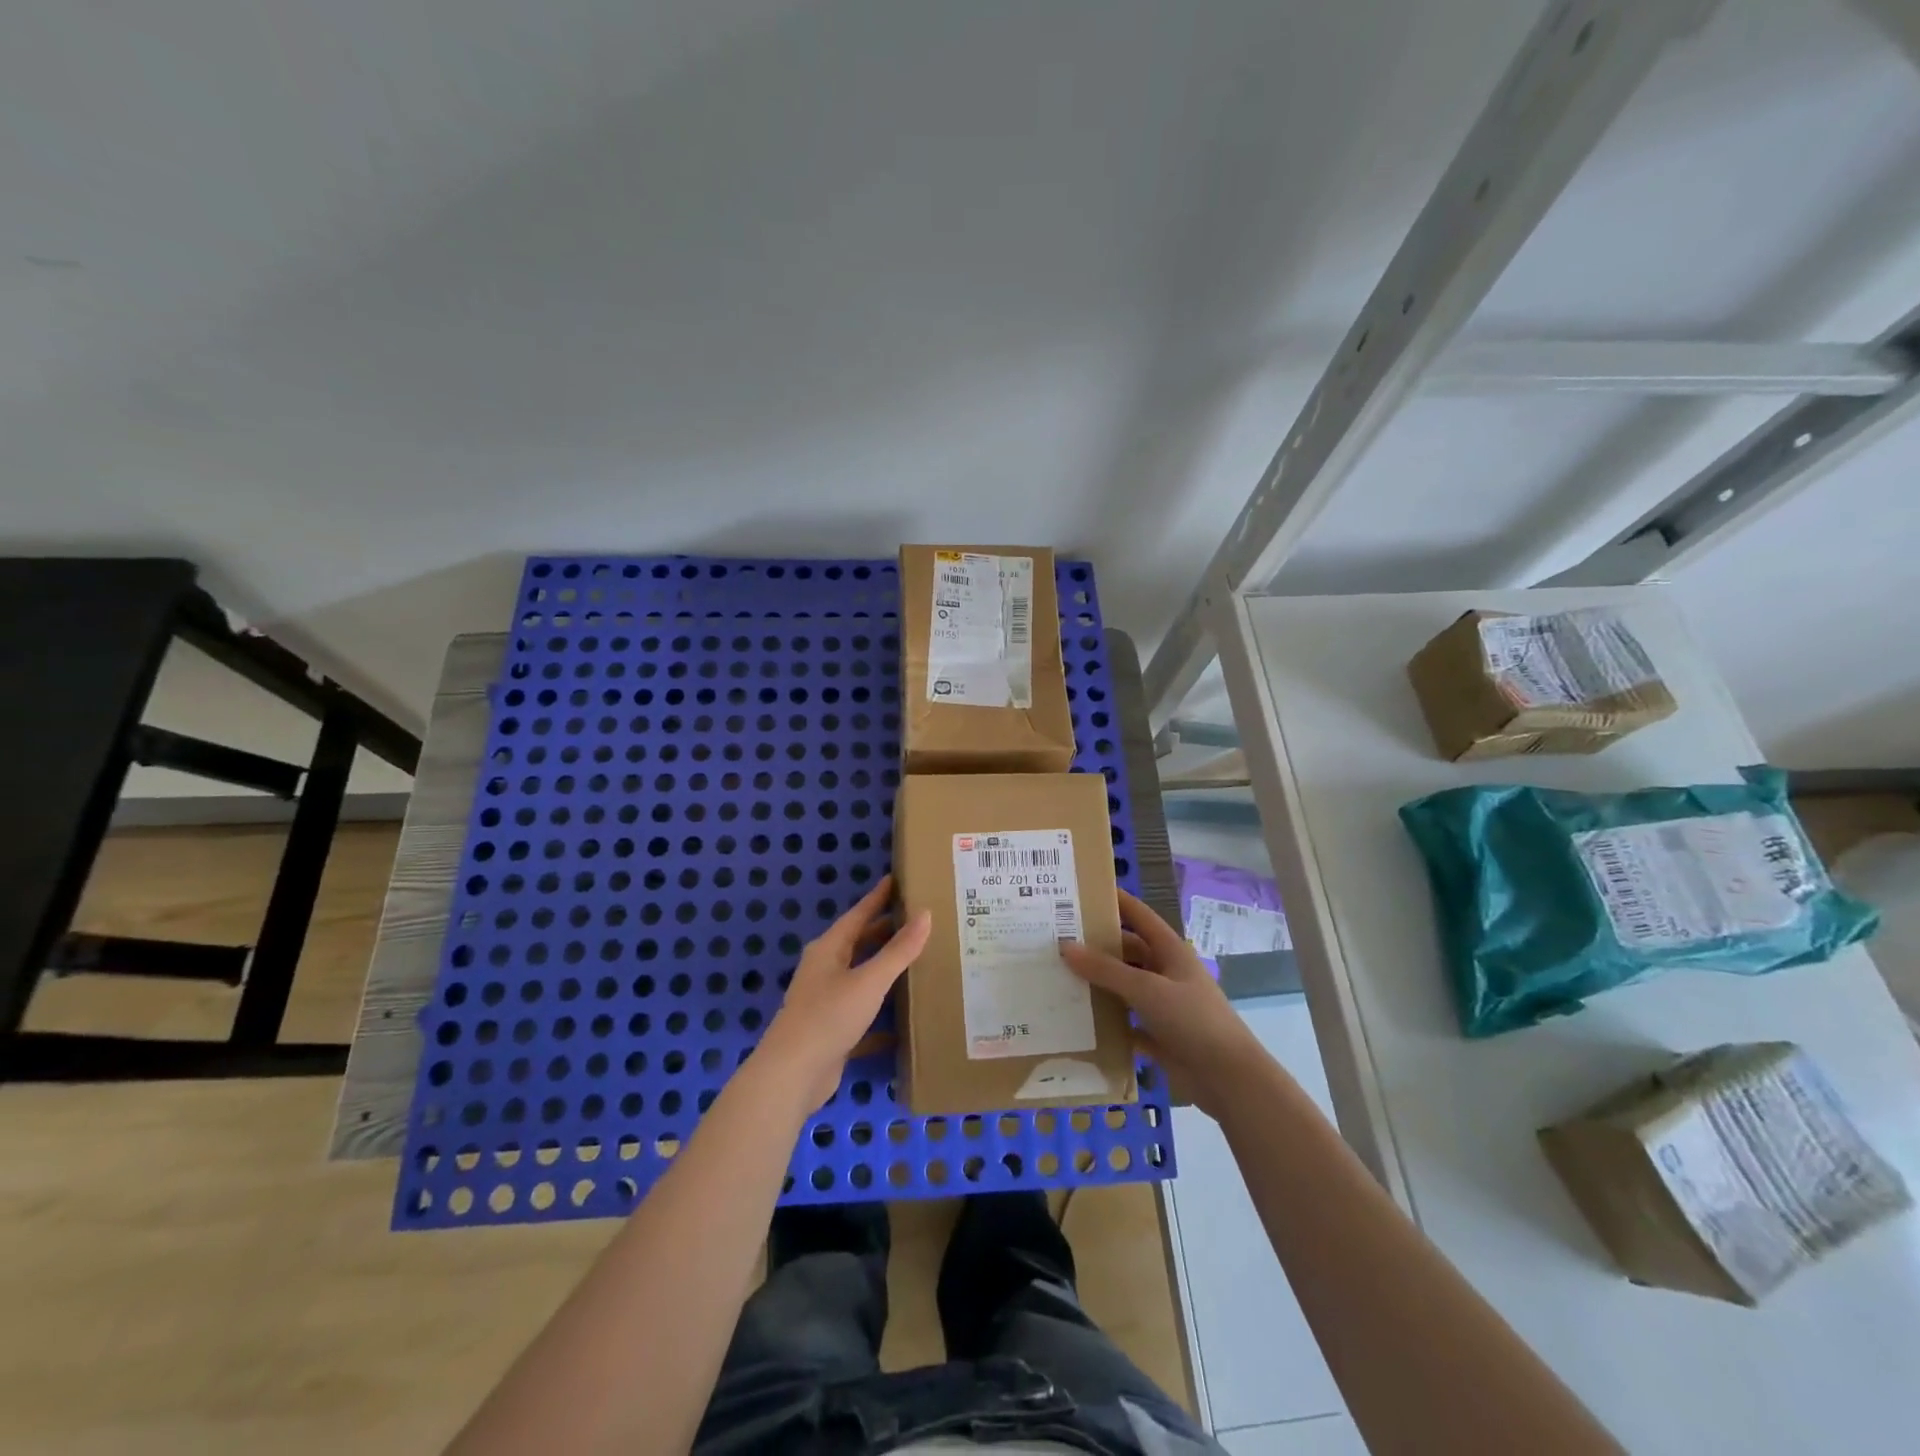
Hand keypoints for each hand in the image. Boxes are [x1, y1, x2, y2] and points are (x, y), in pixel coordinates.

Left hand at [755, 876, 931, 1110]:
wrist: (792, 1075)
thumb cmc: (829, 1016)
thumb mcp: (869, 981)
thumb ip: (899, 950)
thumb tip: (925, 914)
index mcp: (828, 949)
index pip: (858, 915)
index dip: (878, 898)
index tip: (896, 881)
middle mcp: (825, 970)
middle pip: (859, 944)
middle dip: (885, 932)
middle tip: (917, 920)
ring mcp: (826, 1001)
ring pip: (861, 978)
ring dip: (885, 971)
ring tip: (918, 962)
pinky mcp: (832, 1031)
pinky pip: (863, 1013)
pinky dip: (882, 1013)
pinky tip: (905, 1020)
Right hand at [1059, 888, 1266, 1119]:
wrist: (1229, 1079)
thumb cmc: (1192, 1020)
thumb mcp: (1146, 989)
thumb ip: (1105, 969)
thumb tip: (1065, 946)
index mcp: (1170, 951)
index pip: (1139, 915)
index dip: (1115, 900)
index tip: (1082, 890)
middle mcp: (1166, 973)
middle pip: (1127, 951)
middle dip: (1096, 946)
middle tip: (1056, 939)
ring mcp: (1162, 1006)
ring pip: (1123, 987)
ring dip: (1097, 984)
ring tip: (1057, 976)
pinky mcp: (1157, 1036)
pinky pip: (1124, 1023)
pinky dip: (1105, 1022)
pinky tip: (1075, 1019)